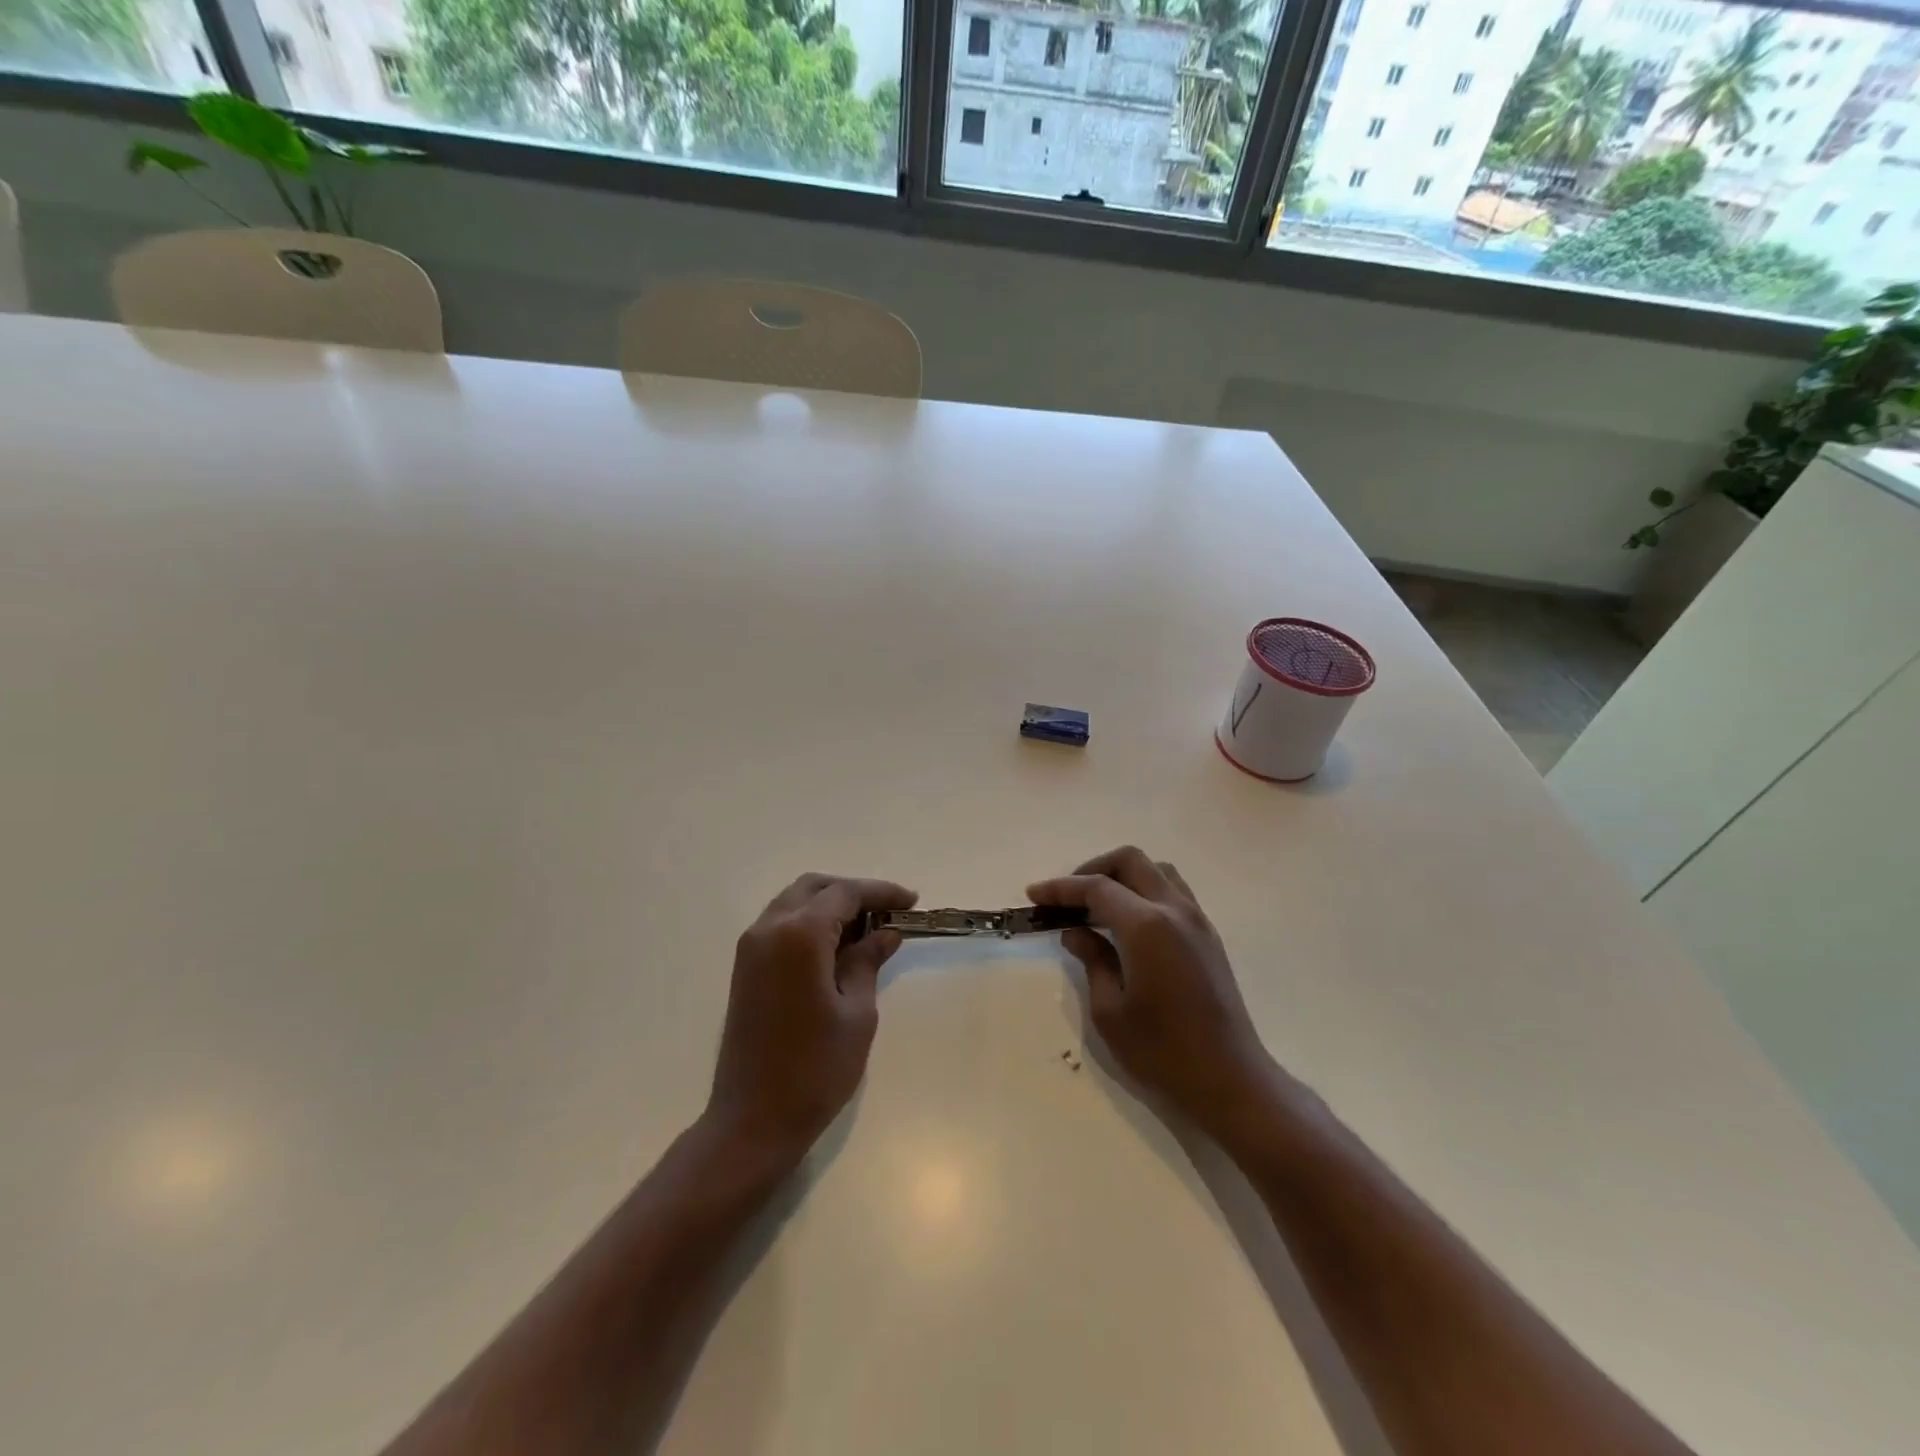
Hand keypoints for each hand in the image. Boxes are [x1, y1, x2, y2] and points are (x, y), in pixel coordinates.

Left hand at [705, 873, 916, 1165]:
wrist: (751, 1122)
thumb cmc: (815, 1070)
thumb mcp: (857, 1013)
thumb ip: (868, 962)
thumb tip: (886, 932)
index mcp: (799, 935)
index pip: (845, 894)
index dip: (881, 892)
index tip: (912, 901)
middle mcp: (769, 929)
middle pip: (815, 888)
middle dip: (853, 892)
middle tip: (889, 912)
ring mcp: (751, 948)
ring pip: (794, 902)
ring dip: (830, 905)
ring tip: (867, 929)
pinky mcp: (745, 968)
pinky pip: (780, 925)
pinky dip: (809, 923)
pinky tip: (836, 947)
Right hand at [1028, 848, 1271, 1139]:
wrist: (1230, 1081)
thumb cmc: (1162, 1053)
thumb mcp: (1110, 1011)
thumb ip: (1092, 960)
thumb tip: (1075, 932)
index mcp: (1146, 926)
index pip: (1097, 888)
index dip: (1061, 888)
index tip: (1034, 895)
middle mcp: (1174, 910)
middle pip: (1130, 861)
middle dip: (1093, 869)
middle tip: (1067, 898)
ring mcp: (1197, 920)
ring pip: (1156, 870)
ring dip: (1123, 876)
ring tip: (1097, 907)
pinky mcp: (1208, 936)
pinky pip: (1172, 891)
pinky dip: (1144, 891)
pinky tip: (1127, 923)